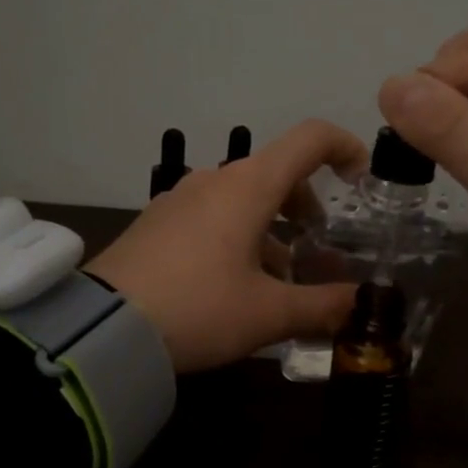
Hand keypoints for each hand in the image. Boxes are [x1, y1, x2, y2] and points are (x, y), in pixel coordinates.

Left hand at [89, 120, 369, 372]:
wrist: (105, 328)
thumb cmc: (200, 309)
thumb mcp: (269, 314)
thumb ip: (323, 307)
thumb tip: (362, 304)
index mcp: (248, 186)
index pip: (309, 139)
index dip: (345, 148)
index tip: (362, 182)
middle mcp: (213, 181)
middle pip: (275, 174)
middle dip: (306, 208)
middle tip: (318, 251)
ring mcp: (178, 201)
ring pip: (241, 202)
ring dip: (271, 232)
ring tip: (279, 283)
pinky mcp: (154, 225)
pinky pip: (209, 219)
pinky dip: (236, 239)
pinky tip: (233, 288)